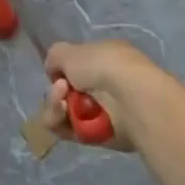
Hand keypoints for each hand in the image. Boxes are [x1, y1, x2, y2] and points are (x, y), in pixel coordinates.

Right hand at [41, 40, 175, 152]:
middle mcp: (104, 84)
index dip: (60, 71)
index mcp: (104, 58)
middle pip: (66, 92)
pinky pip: (70, 131)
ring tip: (63, 104)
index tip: (56, 73)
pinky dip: (62, 124)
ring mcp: (103, 111)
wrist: (130, 98)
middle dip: (56, 92)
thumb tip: (54, 73)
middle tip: (61, 90)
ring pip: (65, 112)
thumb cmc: (102, 66)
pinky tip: (65, 115)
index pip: (75, 67)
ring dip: (56, 107)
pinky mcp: (99, 135)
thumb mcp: (68, 50)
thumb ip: (55, 57)